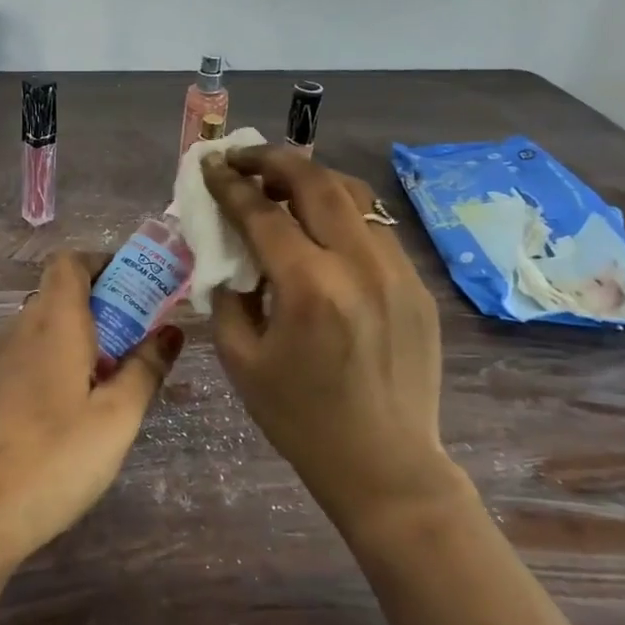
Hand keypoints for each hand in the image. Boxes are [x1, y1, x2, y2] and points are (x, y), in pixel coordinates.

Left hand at [0, 252, 184, 577]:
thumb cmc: (53, 460)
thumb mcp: (116, 418)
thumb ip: (145, 369)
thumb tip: (170, 331)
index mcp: (51, 323)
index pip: (69, 262)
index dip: (103, 263)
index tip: (138, 289)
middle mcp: (17, 330)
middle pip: (58, 294)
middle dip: (102, 305)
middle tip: (137, 343)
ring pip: (41, 328)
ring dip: (78, 337)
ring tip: (109, 382)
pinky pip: (24, 356)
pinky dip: (53, 361)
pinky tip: (69, 411)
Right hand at [201, 147, 452, 532]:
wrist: (385, 465)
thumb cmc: (299, 418)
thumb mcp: (240, 359)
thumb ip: (228, 294)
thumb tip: (225, 251)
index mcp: (309, 288)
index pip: (262, 213)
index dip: (229, 184)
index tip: (208, 165)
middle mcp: (358, 266)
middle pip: (315, 182)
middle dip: (271, 160)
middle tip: (242, 158)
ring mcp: (397, 272)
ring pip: (354, 195)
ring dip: (311, 177)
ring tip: (280, 180)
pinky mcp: (416, 285)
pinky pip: (374, 227)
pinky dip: (340, 210)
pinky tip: (319, 225)